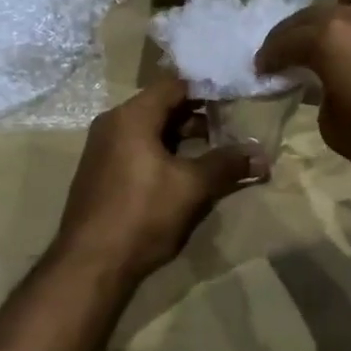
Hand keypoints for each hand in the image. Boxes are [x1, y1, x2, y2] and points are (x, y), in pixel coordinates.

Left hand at [53, 77, 265, 279]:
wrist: (88, 266)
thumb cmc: (142, 214)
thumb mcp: (191, 187)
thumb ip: (227, 165)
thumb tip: (262, 157)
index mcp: (132, 116)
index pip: (174, 85)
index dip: (206, 90)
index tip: (235, 98)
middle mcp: (113, 124)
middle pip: (162, 106)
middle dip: (198, 115)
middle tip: (230, 125)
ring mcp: (103, 149)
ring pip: (150, 130)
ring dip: (181, 137)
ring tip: (214, 150)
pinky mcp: (101, 173)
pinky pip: (137, 149)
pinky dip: (163, 152)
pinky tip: (185, 173)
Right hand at [255, 0, 350, 179]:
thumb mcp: (338, 129)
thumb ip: (324, 98)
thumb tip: (330, 87)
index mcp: (330, 36)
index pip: (286, 40)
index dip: (271, 55)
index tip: (263, 67)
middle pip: (317, 11)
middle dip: (299, 31)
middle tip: (294, 51)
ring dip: (346, 3)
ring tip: (349, 26)